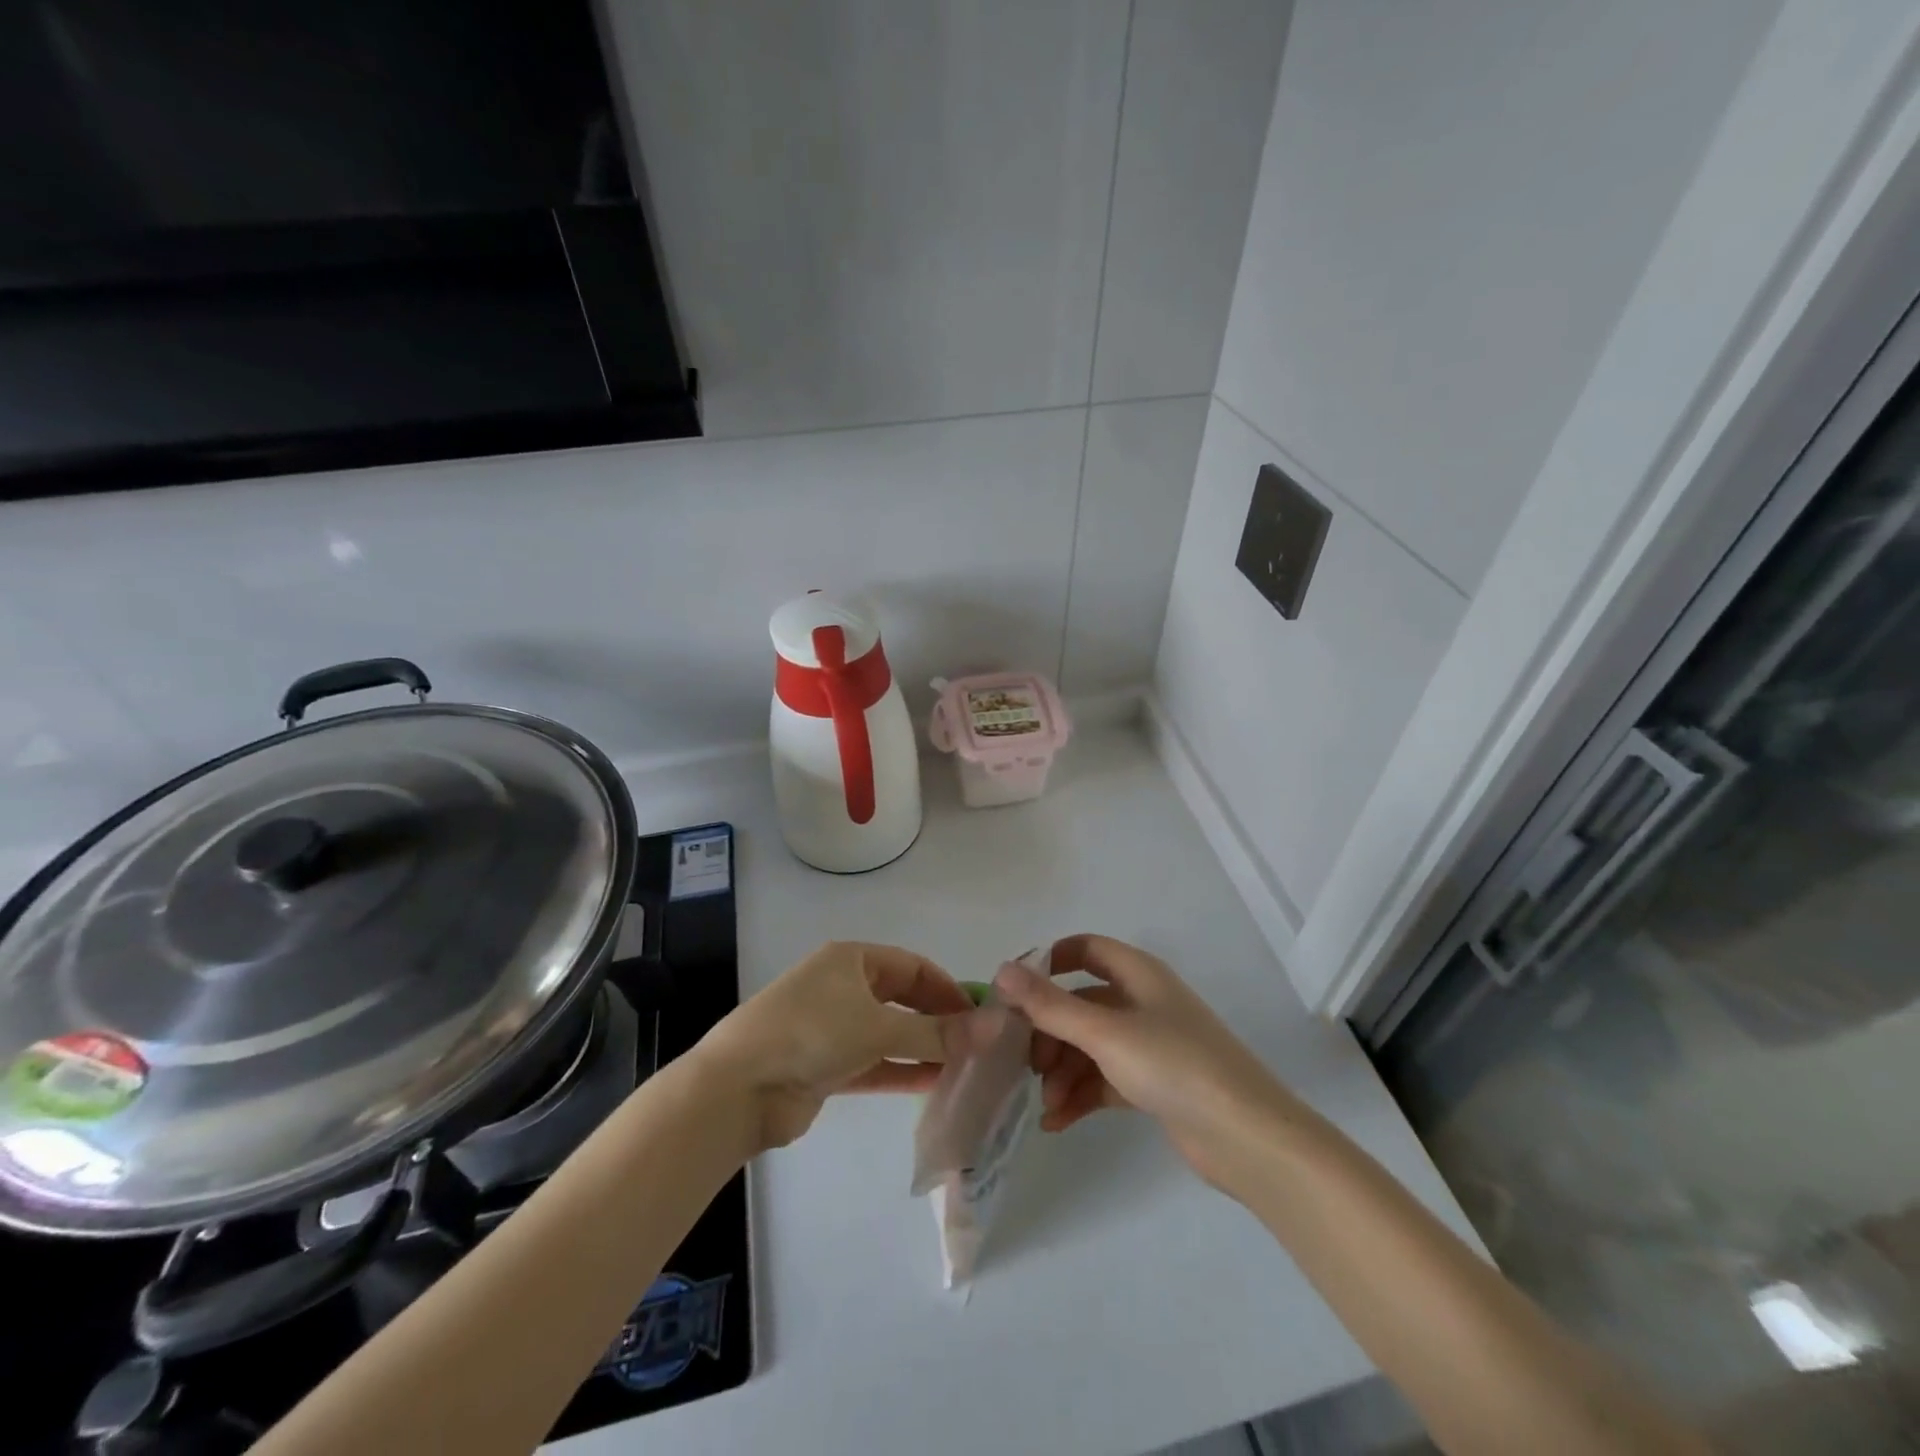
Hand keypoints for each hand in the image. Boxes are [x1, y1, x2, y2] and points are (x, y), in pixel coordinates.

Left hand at [697, 941, 972, 1151]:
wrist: (740, 1087)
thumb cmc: (811, 1033)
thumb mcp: (878, 1027)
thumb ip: (936, 1032)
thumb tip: (994, 1028)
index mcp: (852, 960)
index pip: (913, 967)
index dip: (948, 988)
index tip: (980, 1015)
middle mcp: (843, 987)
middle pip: (902, 999)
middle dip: (938, 1020)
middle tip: (977, 1045)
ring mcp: (832, 1027)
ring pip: (890, 1033)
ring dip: (923, 1048)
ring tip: (964, 1068)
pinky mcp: (826, 1065)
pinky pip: (874, 1063)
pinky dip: (901, 1070)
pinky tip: (934, 1083)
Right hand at [994, 934, 1291, 1187]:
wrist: (1247, 1137)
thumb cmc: (1174, 1066)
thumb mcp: (1105, 1032)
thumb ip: (1050, 1004)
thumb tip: (1002, 970)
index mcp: (1137, 974)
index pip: (1085, 949)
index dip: (1049, 963)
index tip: (1015, 993)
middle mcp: (1142, 1002)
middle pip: (1080, 1003)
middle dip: (1049, 1032)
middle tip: (1024, 1064)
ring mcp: (1149, 1044)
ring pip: (1089, 1045)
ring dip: (1062, 1071)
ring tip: (1045, 1105)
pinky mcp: (1153, 1083)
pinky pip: (1104, 1079)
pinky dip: (1080, 1095)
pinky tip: (1057, 1123)